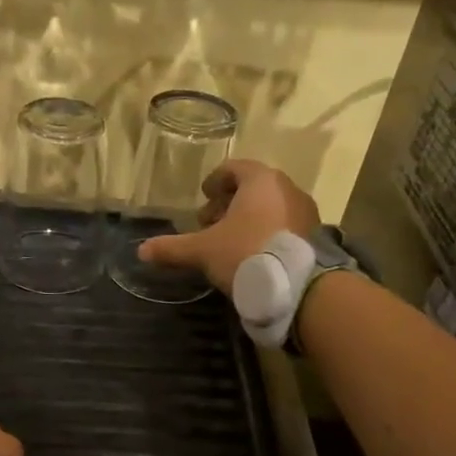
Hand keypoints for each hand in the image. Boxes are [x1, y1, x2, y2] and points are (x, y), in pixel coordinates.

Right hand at [137, 160, 321, 294]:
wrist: (296, 286)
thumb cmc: (245, 253)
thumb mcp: (203, 251)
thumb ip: (172, 248)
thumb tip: (141, 251)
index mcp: (260, 180)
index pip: (234, 168)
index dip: (215, 181)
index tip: (204, 196)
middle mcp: (286, 187)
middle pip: (253, 187)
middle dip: (229, 203)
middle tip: (210, 223)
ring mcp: (304, 210)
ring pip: (270, 206)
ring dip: (249, 218)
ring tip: (230, 241)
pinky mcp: (314, 234)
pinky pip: (285, 223)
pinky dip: (267, 230)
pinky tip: (254, 253)